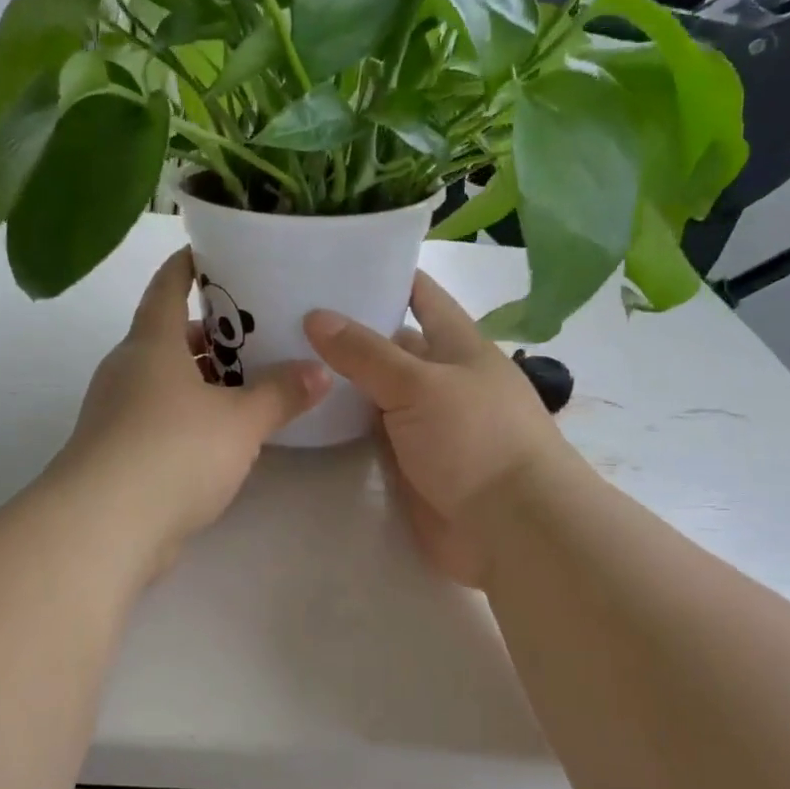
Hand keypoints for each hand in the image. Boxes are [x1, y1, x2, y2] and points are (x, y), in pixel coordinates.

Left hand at [55, 249, 330, 571]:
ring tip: (250, 380)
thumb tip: (320, 370)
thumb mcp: (240, 421)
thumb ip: (280, 394)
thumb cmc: (173, 451)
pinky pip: (160, 416)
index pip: (167, 287)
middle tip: (256, 328)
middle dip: (209, 331)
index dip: (188, 265)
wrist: (104, 527)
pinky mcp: (118, 452)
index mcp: (151, 344)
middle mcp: (128, 370)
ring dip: (202, 377)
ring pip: (165, 380)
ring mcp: (117, 412)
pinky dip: (190, 413)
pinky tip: (224, 432)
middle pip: (168, 335)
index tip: (213, 251)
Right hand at [304, 274, 569, 587]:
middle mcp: (440, 379)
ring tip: (277, 359)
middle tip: (281, 313)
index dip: (383, 273)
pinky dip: (340, 426)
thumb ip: (366, 353)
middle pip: (388, 345)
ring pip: (373, 392)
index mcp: (457, 345)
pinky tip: (300, 413)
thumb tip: (315, 315)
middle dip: (344, 330)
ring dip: (336, 382)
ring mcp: (424, 424)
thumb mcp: (420, 385)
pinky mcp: (408, 464)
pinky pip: (368, 435)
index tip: (331, 258)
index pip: (420, 294)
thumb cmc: (477, 439)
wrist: (512, 530)